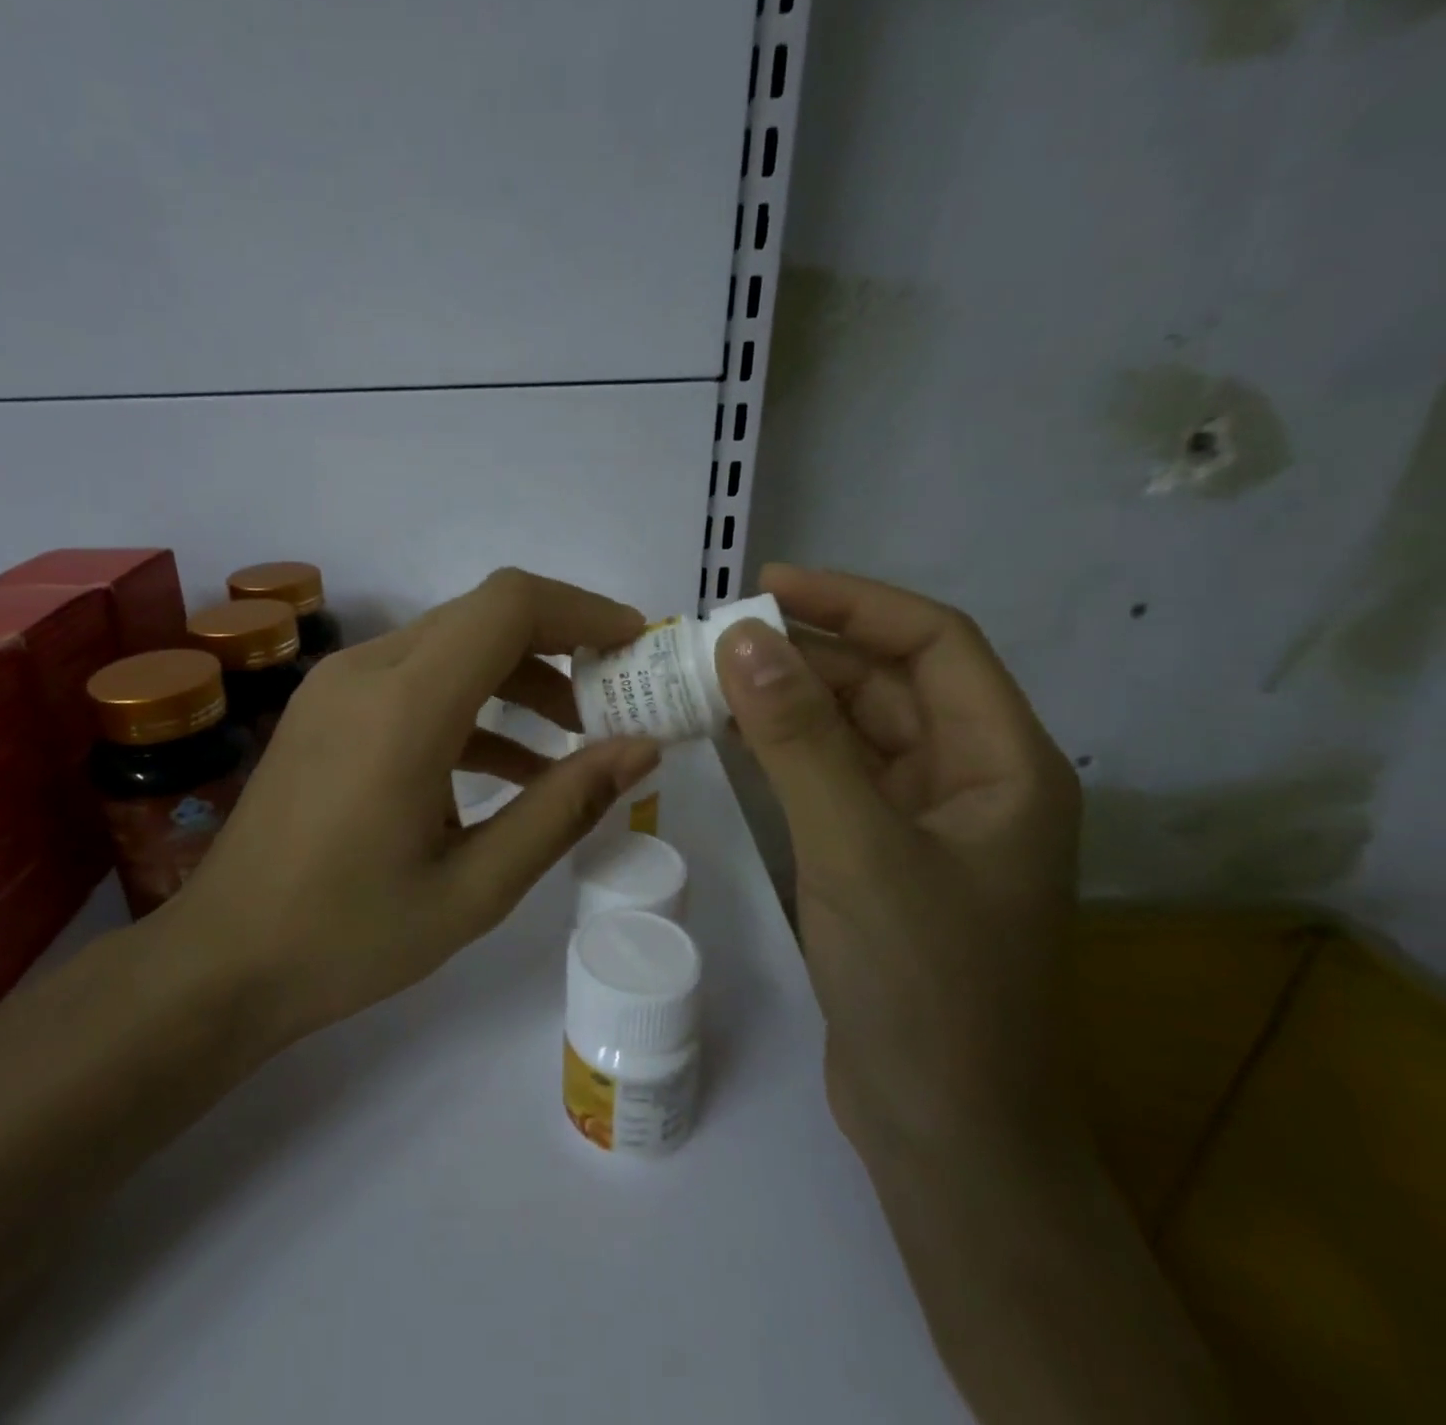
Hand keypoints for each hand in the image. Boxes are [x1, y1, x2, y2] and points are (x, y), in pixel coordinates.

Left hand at [168, 568, 661, 1042]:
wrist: (223, 961)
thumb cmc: (349, 936)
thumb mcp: (476, 887)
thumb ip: (563, 808)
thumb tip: (641, 749)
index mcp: (404, 706)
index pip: (509, 606)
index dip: (583, 611)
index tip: (637, 646)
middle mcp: (366, 672)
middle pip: (482, 617)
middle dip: (560, 645)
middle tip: (617, 696)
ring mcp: (338, 687)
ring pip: (450, 646)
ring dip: (518, 677)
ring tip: (576, 738)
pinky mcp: (327, 710)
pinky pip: (415, 681)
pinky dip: (472, 705)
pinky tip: (510, 765)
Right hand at [714, 566, 1081, 1162]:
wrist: (942, 1127)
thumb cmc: (922, 984)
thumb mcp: (856, 847)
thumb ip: (799, 739)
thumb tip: (741, 638)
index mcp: (1003, 764)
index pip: (934, 644)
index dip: (853, 602)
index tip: (767, 586)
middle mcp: (972, 781)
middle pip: (889, 685)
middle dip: (807, 653)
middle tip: (717, 639)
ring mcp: (924, 823)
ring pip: (854, 732)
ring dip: (790, 701)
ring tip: (710, 680)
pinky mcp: (881, 858)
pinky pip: (832, 779)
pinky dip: (785, 752)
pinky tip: (733, 740)